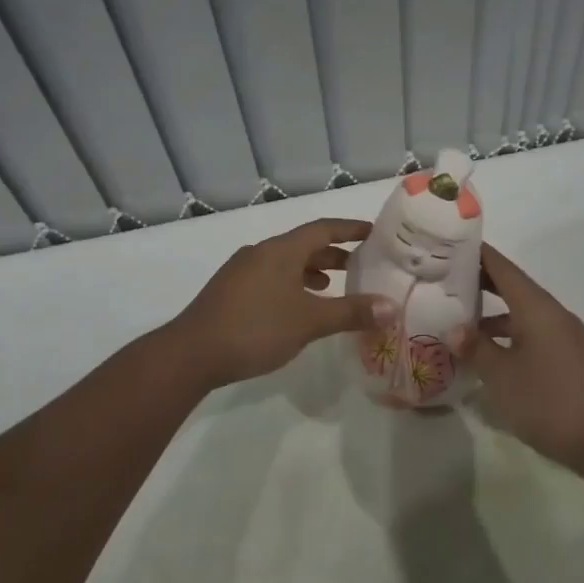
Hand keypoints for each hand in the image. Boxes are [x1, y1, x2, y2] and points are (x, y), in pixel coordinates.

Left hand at [168, 219, 381, 387]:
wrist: (192, 353)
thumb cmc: (255, 328)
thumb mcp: (309, 321)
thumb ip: (351, 312)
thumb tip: (391, 307)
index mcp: (280, 250)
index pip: (322, 228)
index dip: (349, 229)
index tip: (373, 232)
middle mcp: (260, 253)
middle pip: (303, 245)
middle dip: (332, 253)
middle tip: (360, 265)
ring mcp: (241, 271)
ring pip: (285, 263)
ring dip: (311, 271)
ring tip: (331, 288)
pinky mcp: (230, 291)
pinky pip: (270, 278)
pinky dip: (291, 285)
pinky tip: (297, 309)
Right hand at [468, 244, 583, 467]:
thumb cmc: (549, 402)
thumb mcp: (501, 377)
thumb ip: (476, 348)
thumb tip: (455, 329)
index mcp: (537, 308)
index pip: (503, 268)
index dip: (477, 254)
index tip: (450, 244)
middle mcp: (554, 314)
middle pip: (513, 286)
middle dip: (481, 281)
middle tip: (446, 278)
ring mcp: (566, 336)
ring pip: (523, 312)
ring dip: (494, 312)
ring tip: (461, 318)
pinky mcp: (571, 357)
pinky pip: (534, 331)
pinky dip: (510, 333)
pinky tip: (491, 353)